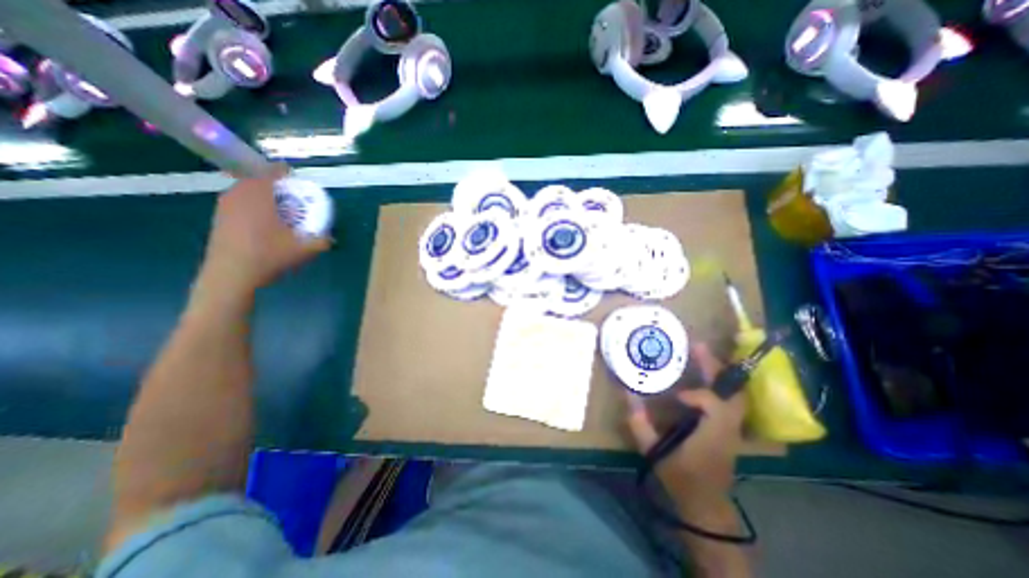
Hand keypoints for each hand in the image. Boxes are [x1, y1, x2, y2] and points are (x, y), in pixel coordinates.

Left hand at [198, 164, 331, 295]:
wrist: (231, 275)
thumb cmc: (269, 255)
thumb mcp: (304, 250)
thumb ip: (321, 241)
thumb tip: (331, 238)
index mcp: (259, 195)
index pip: (271, 172)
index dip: (284, 172)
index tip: (296, 178)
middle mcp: (238, 195)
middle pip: (256, 180)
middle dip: (274, 184)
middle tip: (291, 195)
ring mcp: (225, 207)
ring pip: (245, 191)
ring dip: (262, 195)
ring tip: (279, 208)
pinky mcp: (219, 219)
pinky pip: (239, 203)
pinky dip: (252, 205)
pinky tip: (264, 222)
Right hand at [623, 342, 743, 509]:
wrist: (705, 504)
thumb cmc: (680, 478)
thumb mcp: (655, 453)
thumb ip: (639, 424)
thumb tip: (627, 395)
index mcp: (713, 435)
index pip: (716, 407)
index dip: (698, 396)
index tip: (678, 397)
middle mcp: (729, 428)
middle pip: (733, 393)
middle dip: (716, 367)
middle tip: (698, 346)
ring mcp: (733, 428)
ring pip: (736, 394)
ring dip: (720, 372)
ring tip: (701, 353)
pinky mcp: (729, 429)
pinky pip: (730, 400)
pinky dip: (720, 383)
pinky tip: (705, 374)